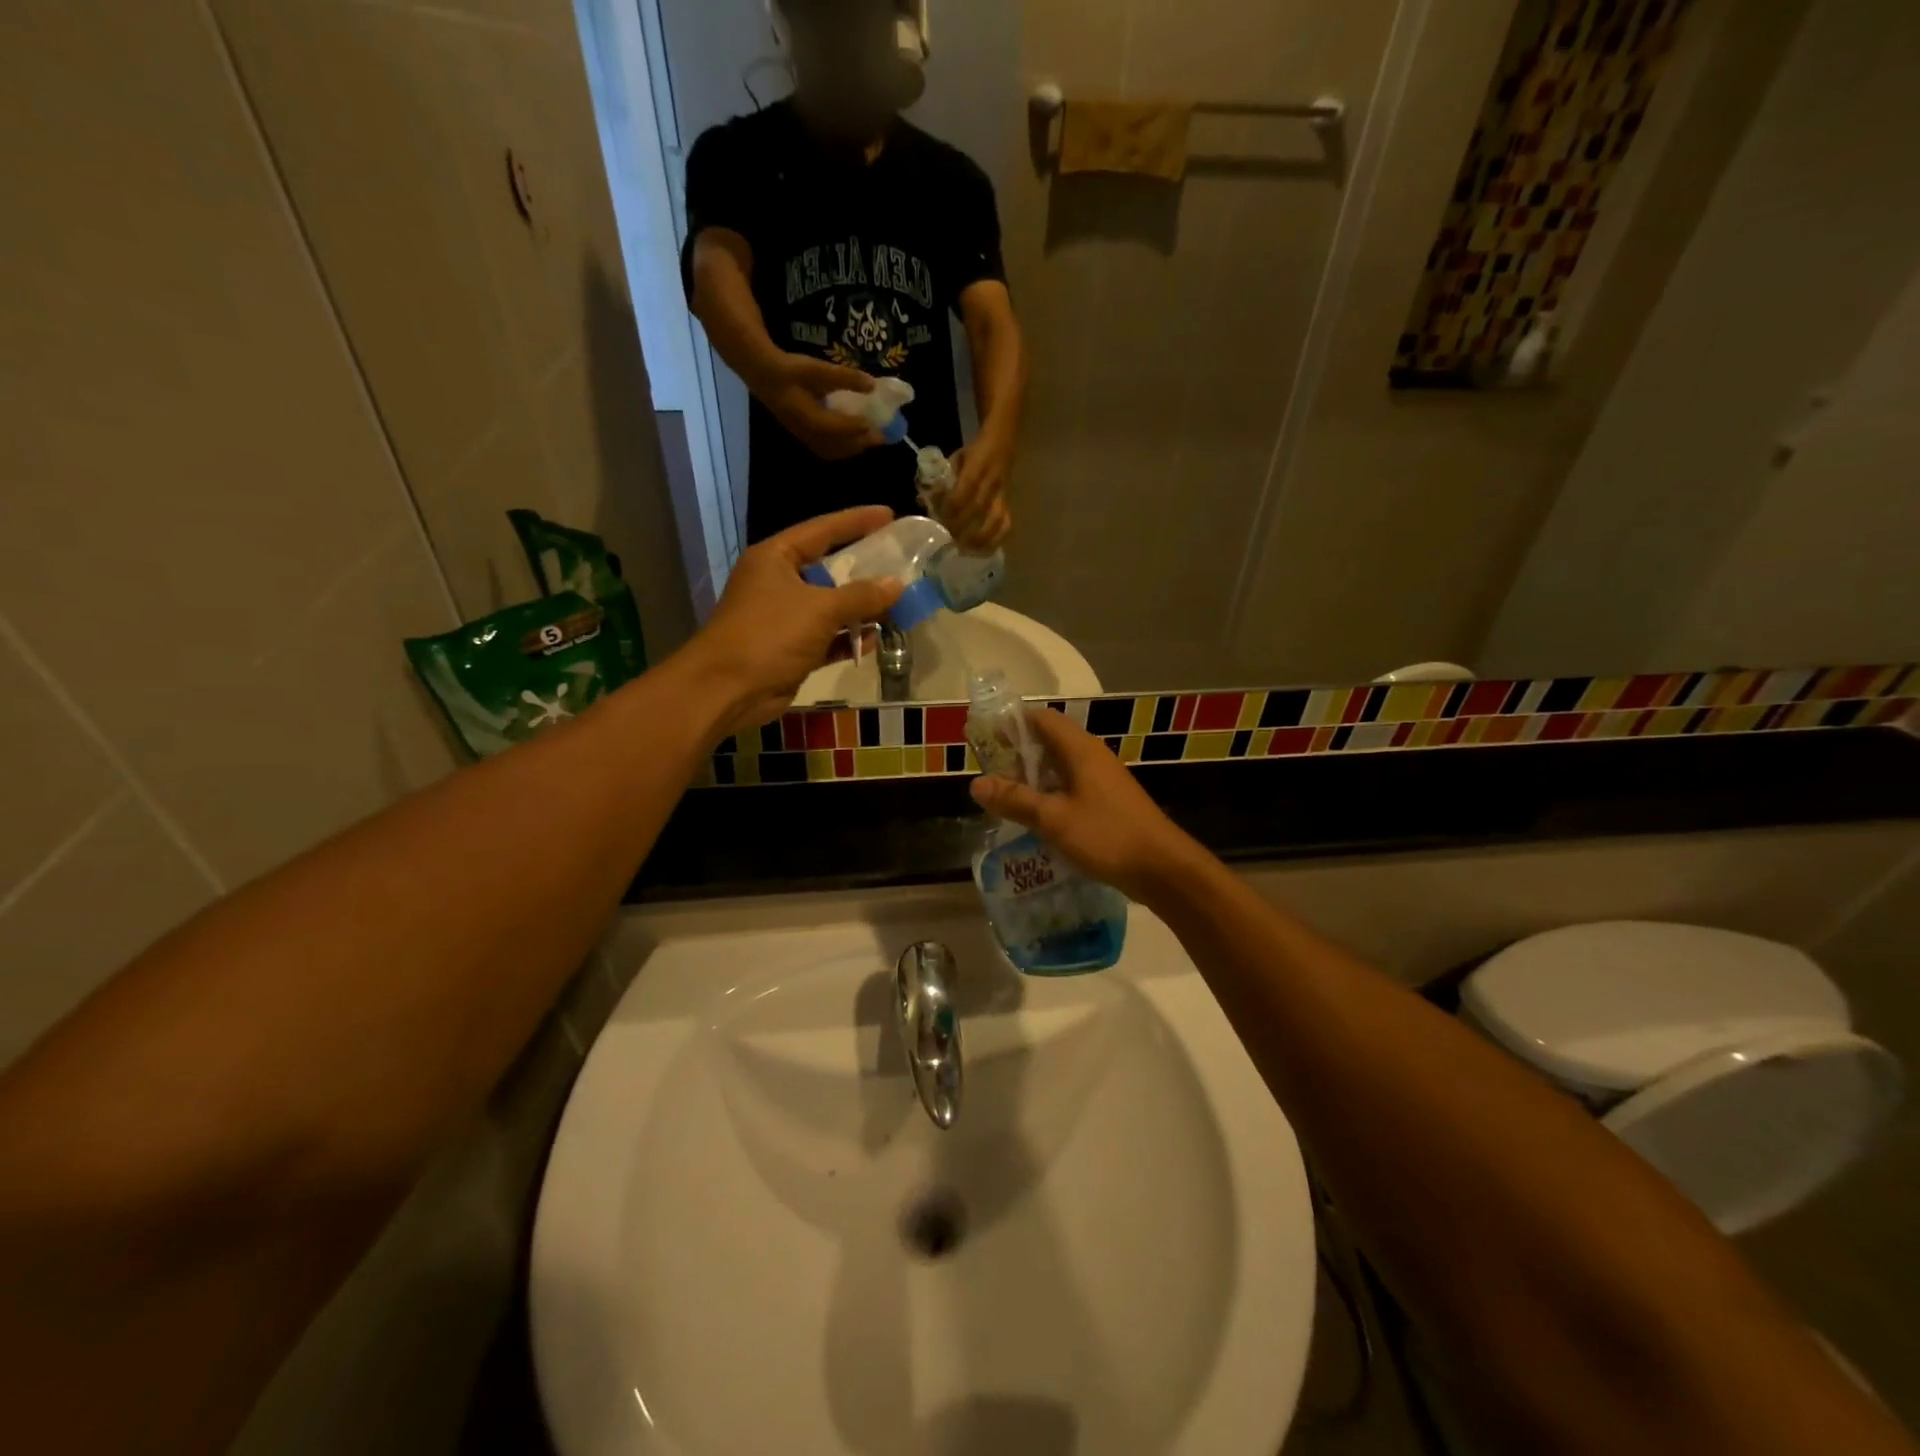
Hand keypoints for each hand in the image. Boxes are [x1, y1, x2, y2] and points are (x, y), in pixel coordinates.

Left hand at [683, 506, 904, 738]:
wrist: (728, 689)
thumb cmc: (770, 634)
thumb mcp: (820, 609)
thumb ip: (861, 595)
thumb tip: (897, 584)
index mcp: (776, 558)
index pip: (822, 530)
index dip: (857, 521)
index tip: (889, 515)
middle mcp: (779, 582)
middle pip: (829, 569)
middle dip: (865, 570)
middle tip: (901, 563)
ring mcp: (784, 618)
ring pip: (831, 607)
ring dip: (861, 609)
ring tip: (898, 604)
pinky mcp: (791, 649)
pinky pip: (827, 638)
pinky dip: (848, 639)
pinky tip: (874, 640)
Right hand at [754, 355, 885, 460]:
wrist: (764, 376)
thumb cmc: (790, 370)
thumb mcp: (817, 368)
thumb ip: (845, 377)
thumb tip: (873, 384)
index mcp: (809, 418)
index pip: (838, 429)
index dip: (858, 428)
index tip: (876, 425)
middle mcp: (808, 434)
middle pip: (840, 446)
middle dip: (863, 442)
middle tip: (883, 434)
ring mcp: (806, 438)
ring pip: (835, 451)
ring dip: (855, 447)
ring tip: (872, 437)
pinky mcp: (806, 438)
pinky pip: (828, 450)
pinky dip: (845, 447)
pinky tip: (854, 439)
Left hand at [945, 430, 1013, 549]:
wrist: (1004, 442)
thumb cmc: (974, 452)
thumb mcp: (956, 457)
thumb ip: (943, 478)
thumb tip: (924, 501)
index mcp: (978, 465)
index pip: (966, 488)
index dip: (953, 505)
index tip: (940, 518)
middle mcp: (992, 482)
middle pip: (978, 508)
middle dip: (961, 526)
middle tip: (947, 539)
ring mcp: (1002, 495)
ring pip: (996, 520)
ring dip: (980, 538)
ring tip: (965, 550)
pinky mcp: (1008, 505)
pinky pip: (1006, 525)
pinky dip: (996, 540)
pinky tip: (983, 551)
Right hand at [969, 710, 1208, 902]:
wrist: (1162, 868)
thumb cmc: (1107, 835)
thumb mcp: (1053, 819)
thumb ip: (1015, 800)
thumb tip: (976, 783)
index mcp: (1080, 750)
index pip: (1041, 719)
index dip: (1012, 724)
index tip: (985, 740)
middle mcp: (1091, 757)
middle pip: (1048, 742)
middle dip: (1017, 755)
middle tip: (987, 775)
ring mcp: (1102, 780)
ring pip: (1059, 768)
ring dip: (1032, 779)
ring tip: (1003, 798)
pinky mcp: (1107, 803)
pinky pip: (1070, 789)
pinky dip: (1049, 796)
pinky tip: (1034, 819)